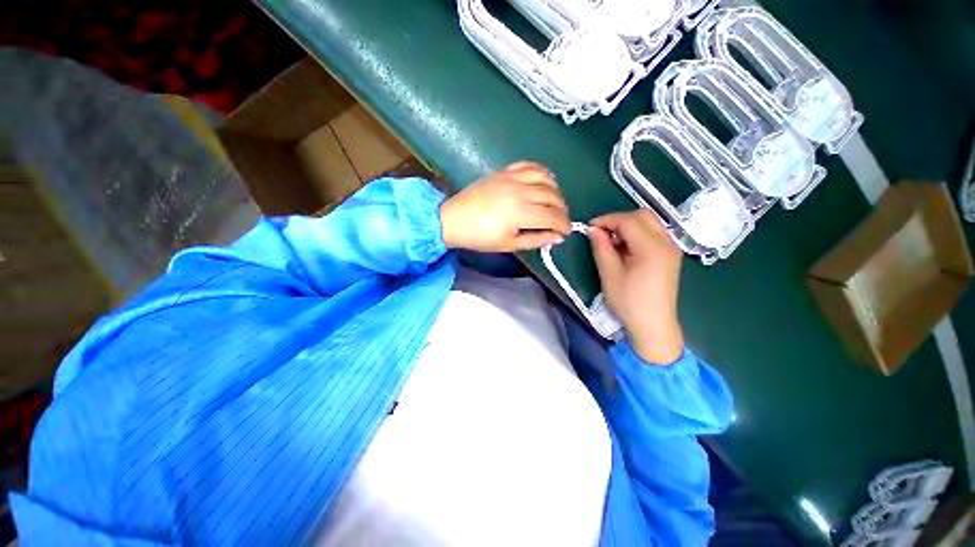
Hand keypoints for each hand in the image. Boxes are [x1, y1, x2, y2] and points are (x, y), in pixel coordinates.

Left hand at [440, 162, 571, 251]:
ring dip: (556, 191)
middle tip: (561, 220)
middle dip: (562, 210)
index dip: (564, 225)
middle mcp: (520, 191)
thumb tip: (558, 238)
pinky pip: (530, 165)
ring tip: (555, 202)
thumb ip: (536, 240)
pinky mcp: (504, 171)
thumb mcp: (509, 244)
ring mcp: (512, 178)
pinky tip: (544, 181)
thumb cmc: (480, 237)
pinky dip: (542, 172)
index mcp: (521, 213)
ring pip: (546, 178)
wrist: (454, 219)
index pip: (553, 216)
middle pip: (553, 197)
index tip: (567, 231)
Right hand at [589, 210, 684, 364]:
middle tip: (602, 234)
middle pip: (643, 216)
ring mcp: (672, 248)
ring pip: (649, 222)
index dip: (607, 220)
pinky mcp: (671, 255)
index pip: (628, 220)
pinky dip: (638, 234)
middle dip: (619, 220)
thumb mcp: (609, 274)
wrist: (653, 325)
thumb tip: (593, 229)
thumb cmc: (628, 301)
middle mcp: (666, 242)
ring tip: (612, 243)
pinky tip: (626, 249)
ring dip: (629, 226)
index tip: (590, 228)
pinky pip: (654, 233)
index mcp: (651, 248)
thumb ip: (601, 247)